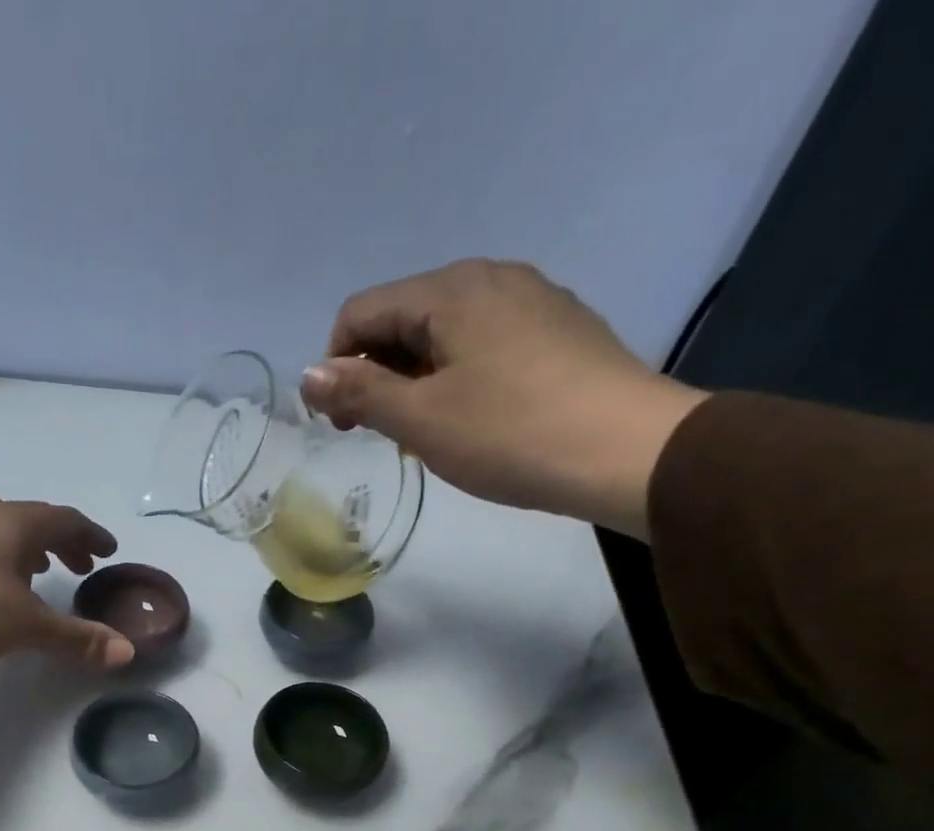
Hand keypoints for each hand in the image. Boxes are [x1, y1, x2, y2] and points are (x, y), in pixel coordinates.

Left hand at [0, 494, 134, 669]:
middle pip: (35, 519)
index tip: (108, 550)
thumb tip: (127, 652)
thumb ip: (78, 638)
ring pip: (3, 526)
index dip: (91, 535)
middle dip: (62, 541)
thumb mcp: (28, 628)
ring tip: (40, 570)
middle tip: (81, 565)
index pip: (66, 521)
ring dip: (29, 545)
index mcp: (17, 525)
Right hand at [297, 259, 708, 538]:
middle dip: (374, 373)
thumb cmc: (511, 434)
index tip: (340, 423)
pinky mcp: (558, 328)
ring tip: (422, 431)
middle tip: (375, 432)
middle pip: (402, 317)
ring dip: (413, 378)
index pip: (360, 312)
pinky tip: (471, 417)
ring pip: (443, 332)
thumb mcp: (421, 419)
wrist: (626, 450)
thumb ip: (360, 392)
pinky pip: (483, 342)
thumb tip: (308, 374)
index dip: (336, 366)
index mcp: (449, 289)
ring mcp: (530, 299)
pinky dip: (456, 375)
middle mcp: (489, 277)